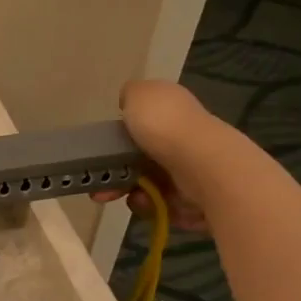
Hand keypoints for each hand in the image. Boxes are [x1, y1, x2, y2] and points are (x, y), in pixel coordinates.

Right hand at [91, 81, 245, 233]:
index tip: (99, 151)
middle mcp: (183, 138)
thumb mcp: (140, 94)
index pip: (143, 124)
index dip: (118, 138)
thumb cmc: (165, 126)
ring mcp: (190, 170)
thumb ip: (131, 95)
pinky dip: (150, 206)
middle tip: (99, 187)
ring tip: (124, 196)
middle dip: (116, 174)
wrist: (202, 167)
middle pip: (140, 159)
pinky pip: (161, 205)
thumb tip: (130, 102)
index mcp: (172, 110)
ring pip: (147, 184)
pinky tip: (148, 203)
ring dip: (129, 191)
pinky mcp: (195, 199)